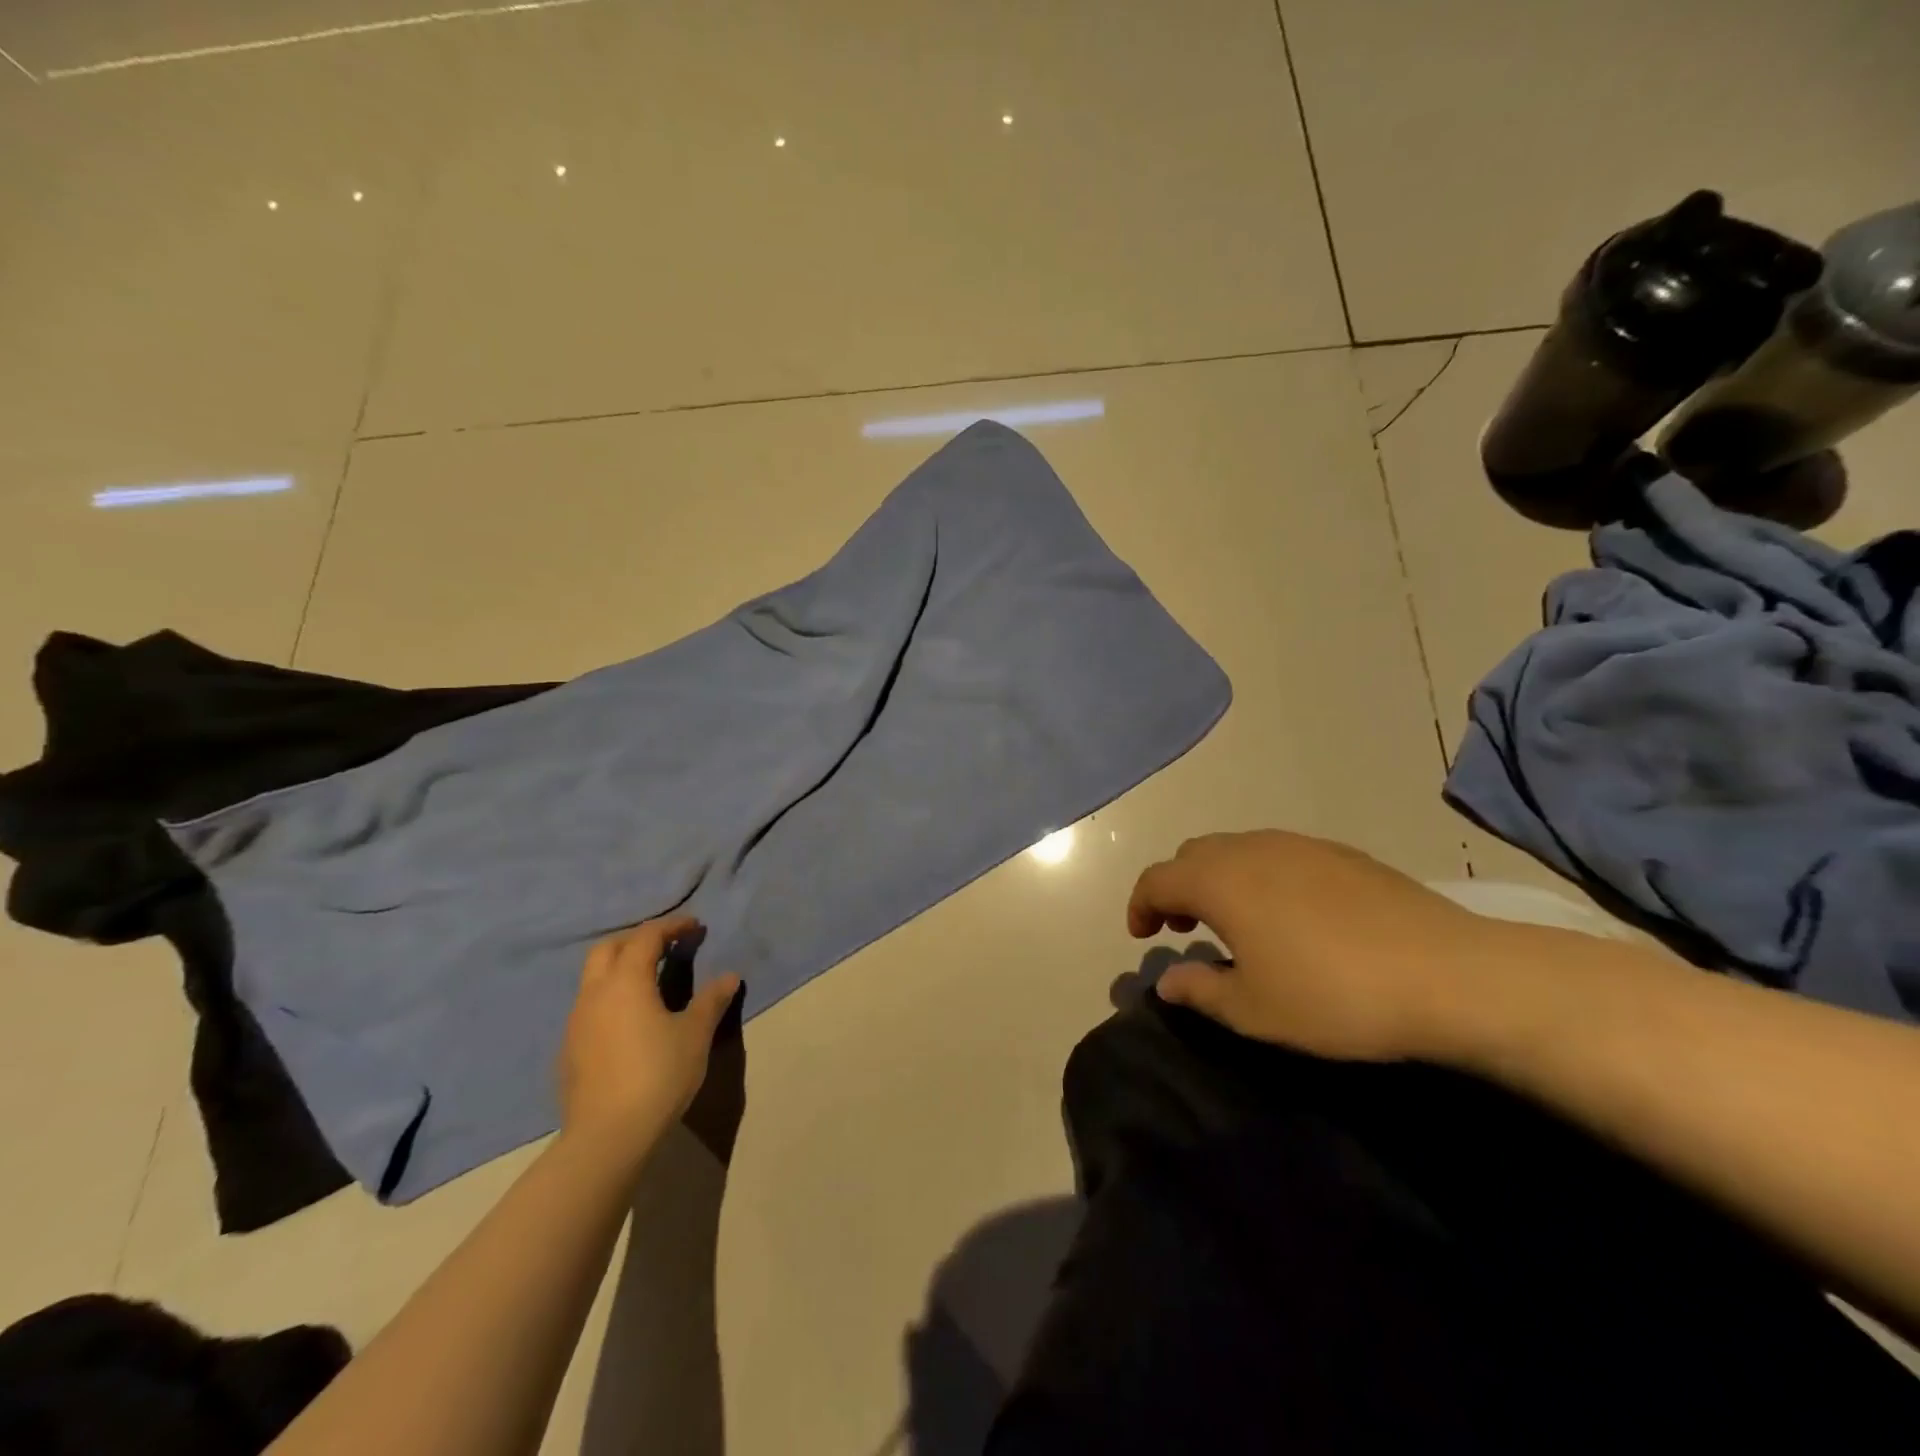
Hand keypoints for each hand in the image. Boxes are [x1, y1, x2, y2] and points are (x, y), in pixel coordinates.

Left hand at [558, 915, 740, 1168]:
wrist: (607, 1136)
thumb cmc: (658, 1074)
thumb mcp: (695, 1034)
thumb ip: (711, 1000)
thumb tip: (729, 977)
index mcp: (626, 980)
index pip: (647, 936)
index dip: (672, 926)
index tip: (695, 926)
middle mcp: (595, 993)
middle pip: (608, 948)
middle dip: (637, 939)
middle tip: (666, 946)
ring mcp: (576, 1022)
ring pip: (593, 978)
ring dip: (620, 967)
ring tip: (649, 980)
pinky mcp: (569, 1050)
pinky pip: (589, 1007)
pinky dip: (610, 997)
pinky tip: (630, 1020)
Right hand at [1126, 830, 1514, 1061]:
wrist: (1448, 974)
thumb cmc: (1333, 996)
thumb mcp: (1254, 1010)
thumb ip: (1199, 990)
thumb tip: (1166, 979)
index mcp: (1219, 880)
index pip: (1157, 879)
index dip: (1140, 906)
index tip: (1141, 936)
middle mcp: (1251, 849)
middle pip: (1193, 855)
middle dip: (1177, 888)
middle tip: (1185, 929)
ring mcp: (1299, 845)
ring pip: (1236, 849)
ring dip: (1218, 879)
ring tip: (1235, 922)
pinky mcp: (1340, 853)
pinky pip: (1277, 854)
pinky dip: (1259, 876)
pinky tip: (1289, 915)